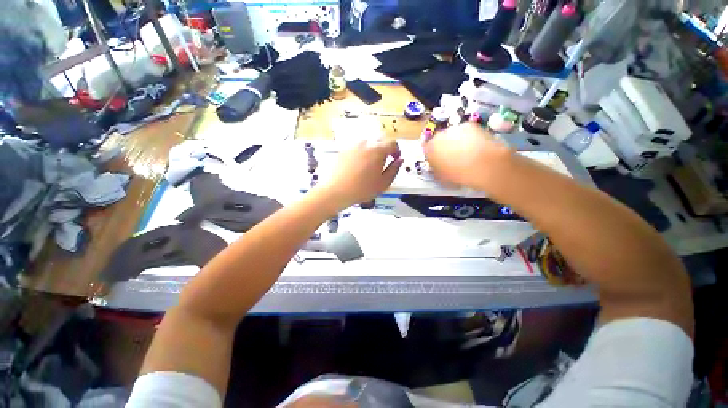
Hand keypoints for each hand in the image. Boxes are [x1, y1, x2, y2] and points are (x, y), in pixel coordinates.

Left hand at [318, 139, 402, 208]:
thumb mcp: (383, 183)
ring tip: (371, 164)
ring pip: (367, 142)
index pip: (392, 143)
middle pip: (380, 139)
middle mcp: (366, 143)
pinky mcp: (343, 150)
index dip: (397, 150)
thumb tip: (400, 160)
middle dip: (385, 148)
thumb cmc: (362, 189)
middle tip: (384, 161)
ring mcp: (353, 145)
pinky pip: (357, 147)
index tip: (395, 159)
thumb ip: (394, 170)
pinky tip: (359, 165)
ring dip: (373, 149)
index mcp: (378, 150)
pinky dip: (362, 152)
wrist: (336, 191)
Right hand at [422, 122, 509, 188]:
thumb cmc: (458, 174)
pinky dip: (469, 136)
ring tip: (466, 152)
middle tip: (453, 157)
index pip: (427, 149)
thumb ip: (436, 169)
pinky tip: (476, 146)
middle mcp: (438, 136)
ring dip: (457, 141)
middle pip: (439, 139)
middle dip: (444, 146)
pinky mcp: (469, 125)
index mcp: (429, 149)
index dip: (433, 155)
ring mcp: (454, 128)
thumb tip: (437, 166)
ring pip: (453, 134)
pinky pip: (466, 131)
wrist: (482, 165)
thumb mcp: (441, 177)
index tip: (439, 161)